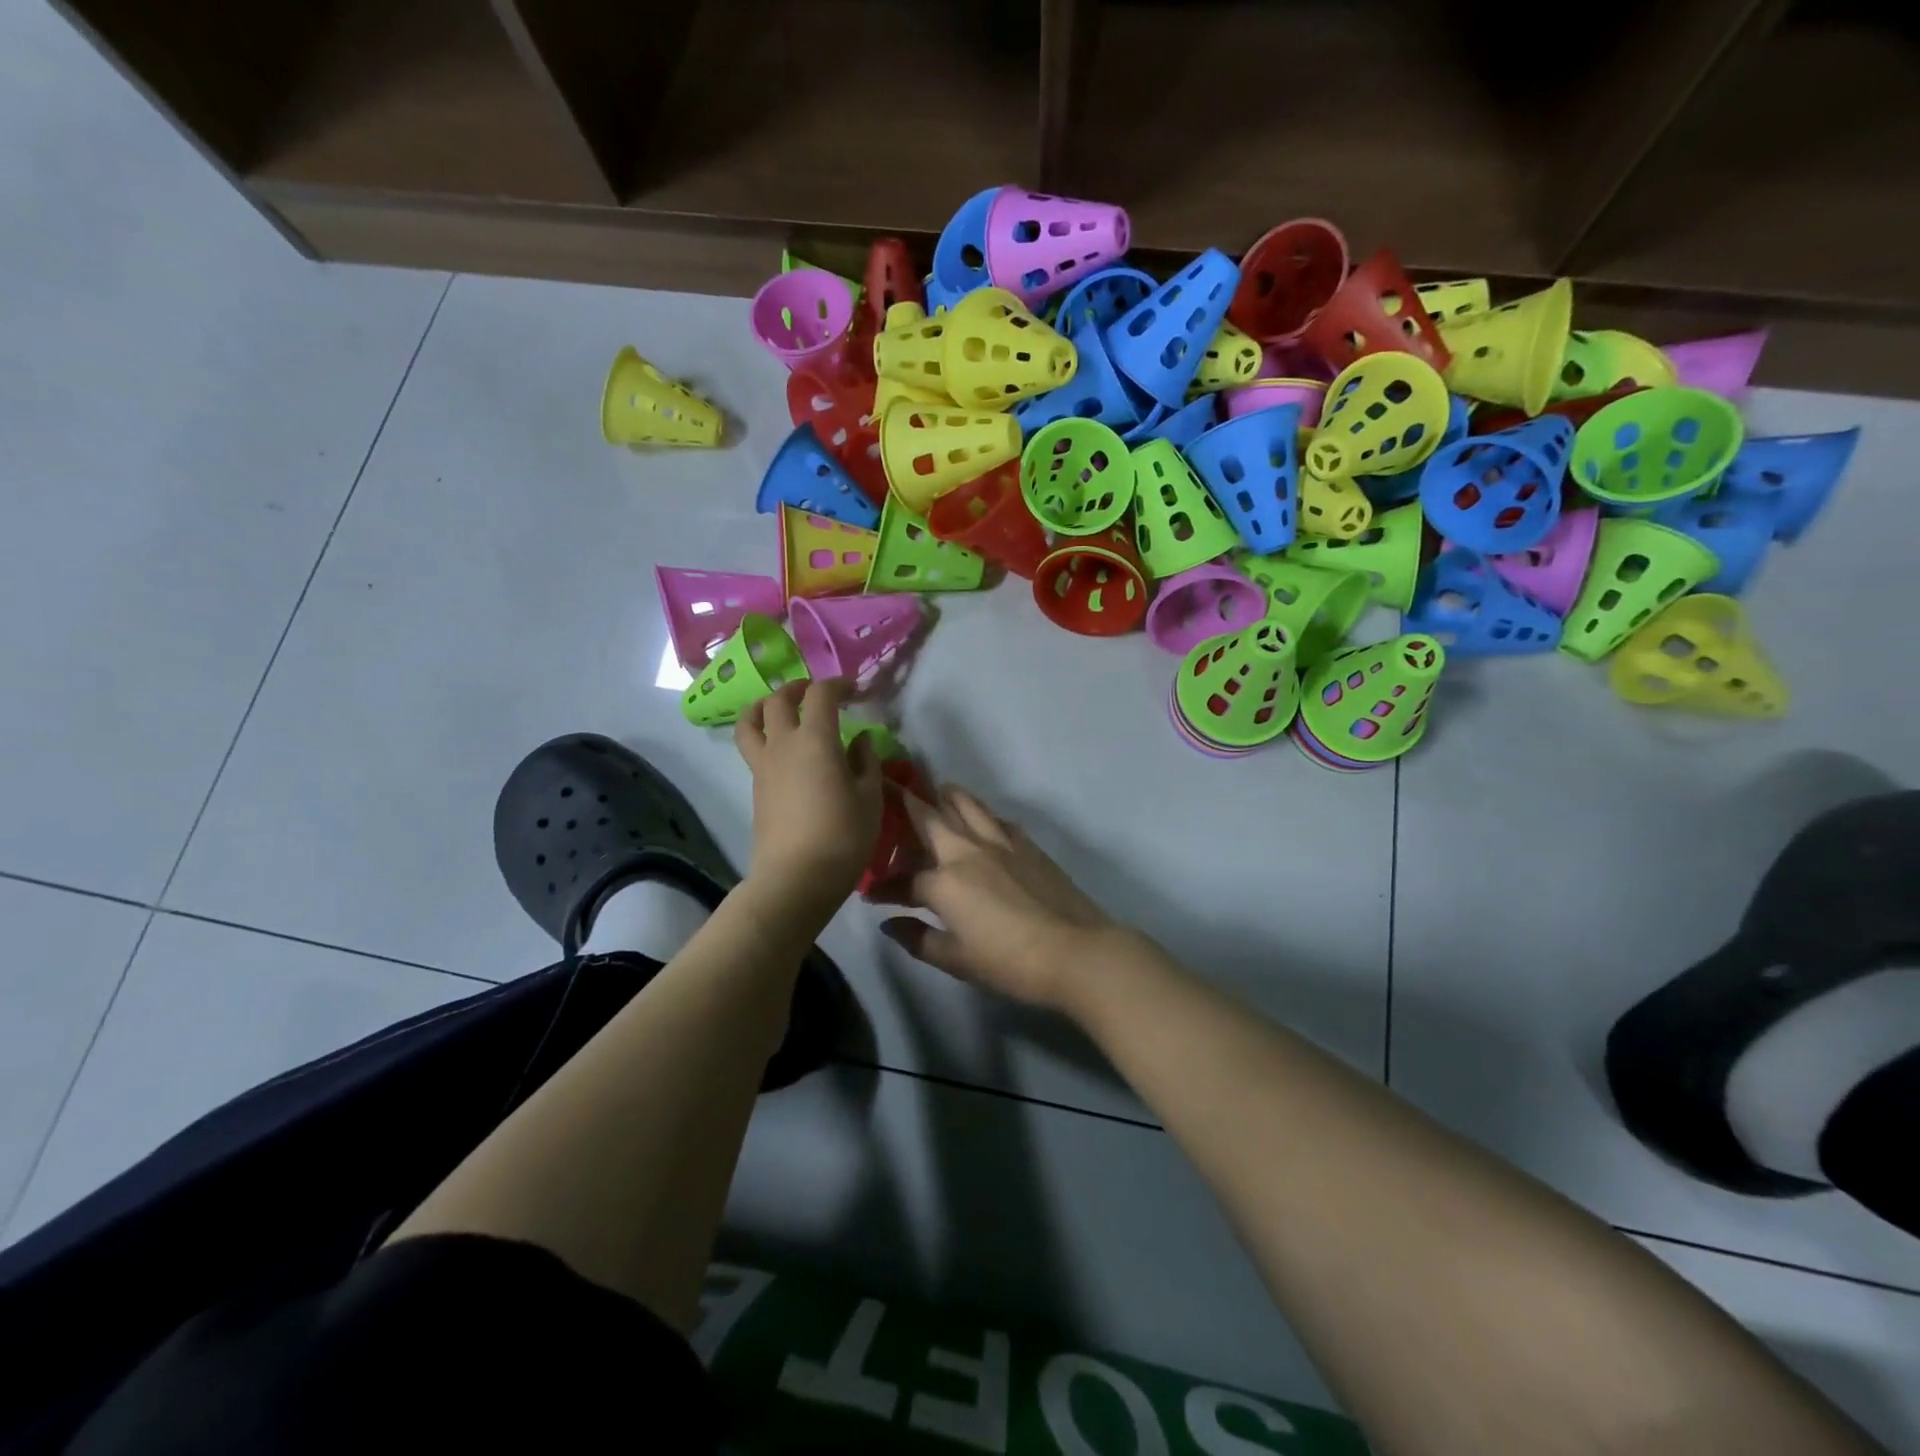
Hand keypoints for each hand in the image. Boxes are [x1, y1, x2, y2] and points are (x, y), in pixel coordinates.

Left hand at [734, 679, 882, 910]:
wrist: (796, 878)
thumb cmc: (842, 836)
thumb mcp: (870, 798)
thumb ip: (865, 762)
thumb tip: (860, 740)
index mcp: (815, 740)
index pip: (820, 694)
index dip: (837, 684)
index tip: (854, 690)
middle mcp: (783, 745)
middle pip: (778, 700)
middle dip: (797, 688)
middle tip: (815, 693)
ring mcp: (763, 766)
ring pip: (750, 721)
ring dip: (765, 706)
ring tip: (781, 710)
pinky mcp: (756, 788)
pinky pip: (753, 747)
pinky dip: (764, 735)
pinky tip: (785, 750)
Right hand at [879, 784, 1119, 1010]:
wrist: (1074, 950)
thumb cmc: (1010, 961)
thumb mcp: (957, 960)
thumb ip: (918, 939)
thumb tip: (889, 923)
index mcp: (945, 881)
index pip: (904, 880)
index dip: (885, 887)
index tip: (871, 895)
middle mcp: (967, 851)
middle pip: (932, 819)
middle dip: (908, 803)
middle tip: (893, 788)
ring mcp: (1001, 844)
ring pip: (969, 807)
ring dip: (949, 796)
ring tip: (940, 788)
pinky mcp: (1028, 846)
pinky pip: (999, 821)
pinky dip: (985, 815)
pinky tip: (986, 821)